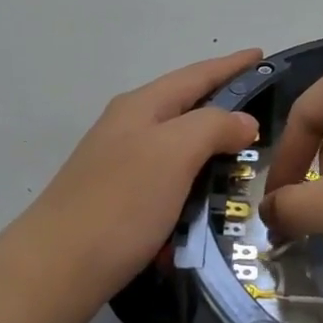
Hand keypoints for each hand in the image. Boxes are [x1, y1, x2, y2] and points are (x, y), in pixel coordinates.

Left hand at [22, 49, 262, 315]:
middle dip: (223, 105)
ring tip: (245, 156)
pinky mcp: (119, 200)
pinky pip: (167, 180)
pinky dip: (192, 182)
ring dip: (210, 147)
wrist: (58, 267)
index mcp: (141, 106)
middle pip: (184, 106)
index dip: (231, 65)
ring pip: (176, 145)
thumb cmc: (122, 202)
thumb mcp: (174, 153)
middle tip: (265, 113)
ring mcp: (119, 163)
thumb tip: (244, 121)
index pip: (196, 75)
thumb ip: (214, 126)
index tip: (262, 55)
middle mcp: (127, 127)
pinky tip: (208, 199)